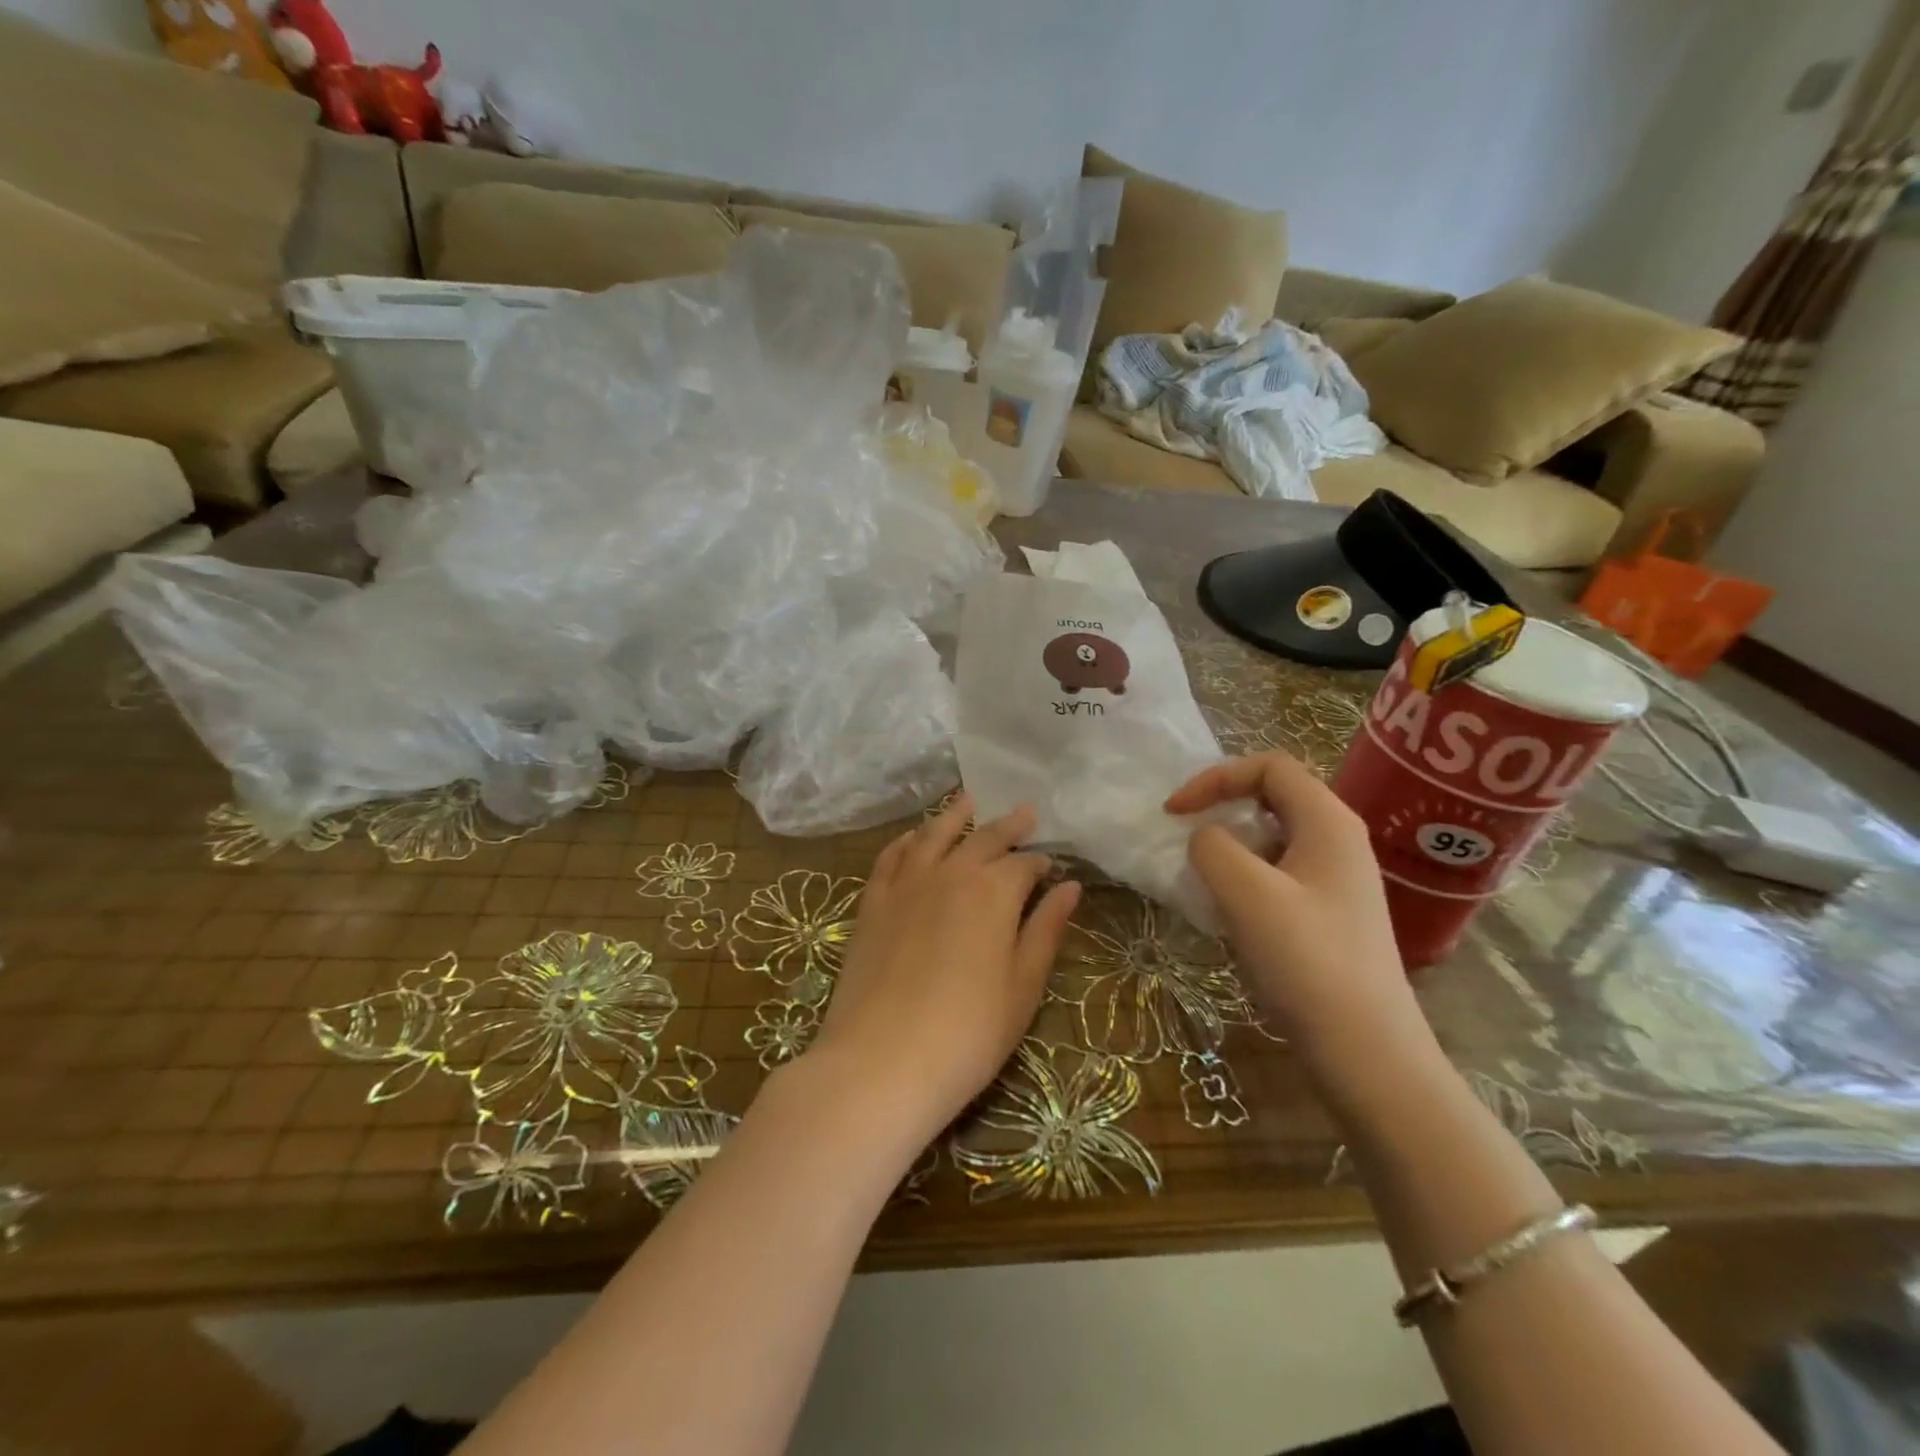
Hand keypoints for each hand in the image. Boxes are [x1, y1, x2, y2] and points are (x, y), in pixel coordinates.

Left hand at [811, 794, 1081, 1144]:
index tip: (1051, 868)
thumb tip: (1070, 887)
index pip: (1024, 865)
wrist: (881, 1061)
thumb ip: (1046, 930)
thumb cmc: (968, 1033)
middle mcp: (950, 872)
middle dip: (1007, 826)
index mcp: (994, 891)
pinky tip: (915, 836)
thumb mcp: (1022, 987)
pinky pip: (892, 856)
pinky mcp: (872, 901)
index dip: (1041, 864)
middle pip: (983, 838)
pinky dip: (908, 839)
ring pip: (934, 834)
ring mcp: (906, 883)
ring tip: (968, 800)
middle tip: (1024, 813)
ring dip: (955, 816)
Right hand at [1166, 752, 1434, 1094]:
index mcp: (1328, 821)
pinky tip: (1229, 912)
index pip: (1269, 766)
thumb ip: (1212, 847)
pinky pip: (1279, 873)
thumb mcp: (1247, 893)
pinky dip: (1245, 877)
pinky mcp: (1330, 914)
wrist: (1368, 1051)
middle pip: (1273, 796)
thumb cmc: (1308, 961)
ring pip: (1273, 837)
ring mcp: (1338, 879)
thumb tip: (1205, 839)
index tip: (1175, 812)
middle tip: (1185, 833)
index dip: (1215, 777)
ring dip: (1230, 845)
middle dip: (1222, 806)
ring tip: (1202, 876)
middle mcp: (1339, 840)